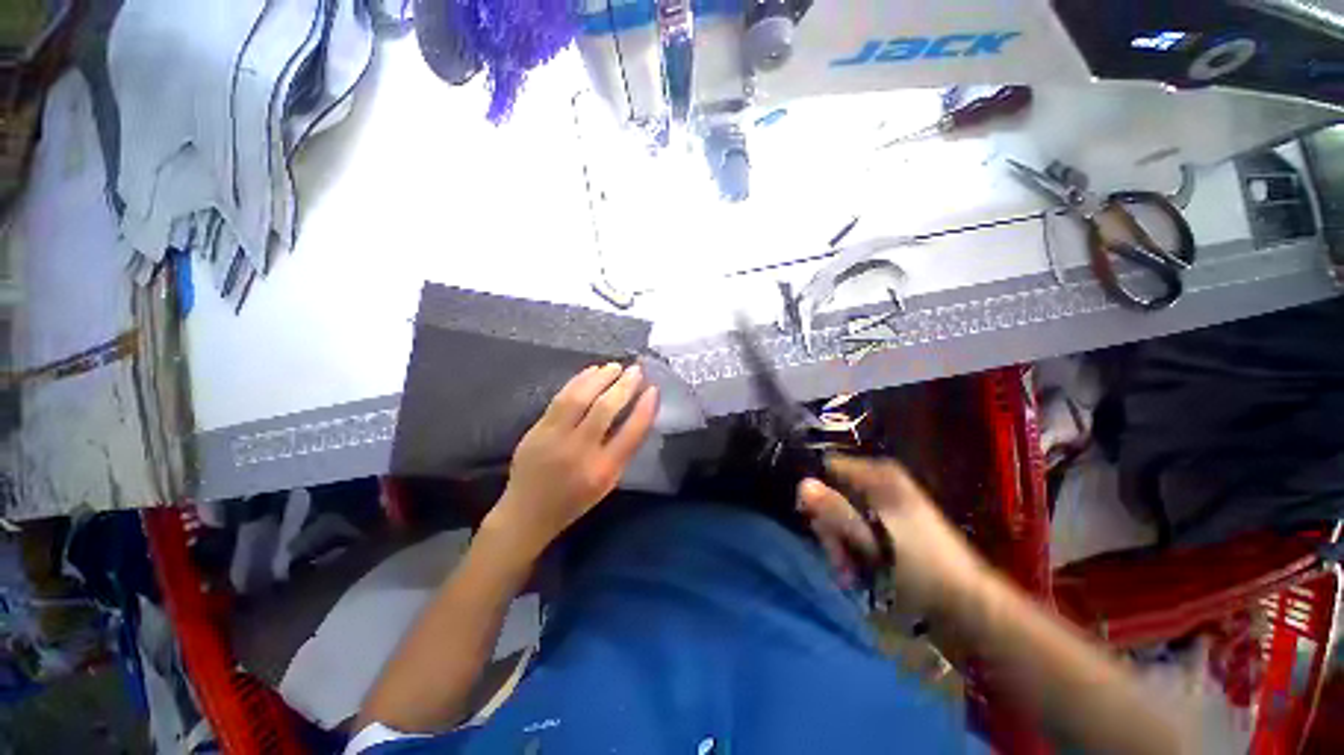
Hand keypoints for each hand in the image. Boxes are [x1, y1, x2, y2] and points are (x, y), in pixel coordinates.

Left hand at [488, 363, 658, 555]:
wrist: (527, 513)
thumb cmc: (575, 499)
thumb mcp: (608, 482)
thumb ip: (623, 451)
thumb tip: (638, 413)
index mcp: (602, 471)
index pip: (631, 433)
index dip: (645, 408)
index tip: (653, 389)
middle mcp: (579, 452)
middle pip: (605, 410)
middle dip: (624, 386)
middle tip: (636, 370)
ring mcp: (554, 438)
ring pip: (579, 398)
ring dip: (600, 378)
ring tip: (615, 366)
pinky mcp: (537, 430)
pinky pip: (560, 398)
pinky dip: (578, 381)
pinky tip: (590, 372)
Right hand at [797, 455, 987, 617]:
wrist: (967, 606)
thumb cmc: (919, 570)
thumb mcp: (871, 541)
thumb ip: (835, 511)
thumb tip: (801, 484)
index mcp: (879, 476)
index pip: (828, 468)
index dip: (816, 492)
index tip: (815, 523)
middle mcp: (881, 482)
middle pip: (833, 493)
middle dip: (830, 528)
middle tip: (838, 557)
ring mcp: (886, 503)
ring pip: (843, 514)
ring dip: (840, 543)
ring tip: (848, 571)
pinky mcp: (891, 523)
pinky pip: (857, 526)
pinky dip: (853, 547)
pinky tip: (858, 570)